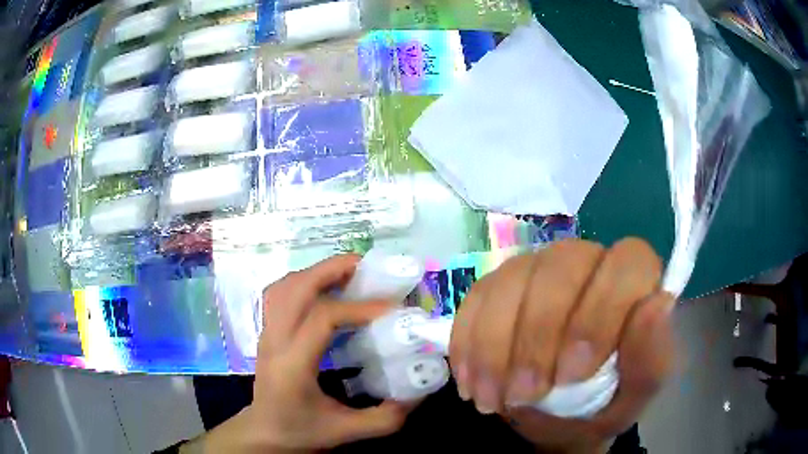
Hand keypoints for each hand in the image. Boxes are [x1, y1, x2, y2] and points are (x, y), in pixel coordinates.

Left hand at [183, 255, 409, 452]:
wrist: (266, 432)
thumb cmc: (302, 431)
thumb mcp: (347, 431)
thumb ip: (386, 417)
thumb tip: (420, 391)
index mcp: (293, 365)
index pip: (321, 318)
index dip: (358, 307)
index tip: (391, 308)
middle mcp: (275, 341)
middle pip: (295, 288)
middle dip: (331, 270)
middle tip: (366, 267)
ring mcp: (266, 333)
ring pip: (283, 286)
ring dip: (315, 272)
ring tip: (346, 273)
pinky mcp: (267, 332)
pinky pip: (279, 294)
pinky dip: (302, 281)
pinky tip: (322, 289)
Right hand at [449, 238, 674, 450]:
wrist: (560, 418)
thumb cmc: (605, 404)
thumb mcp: (634, 396)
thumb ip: (651, 357)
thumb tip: (658, 303)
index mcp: (633, 281)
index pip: (627, 263)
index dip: (600, 313)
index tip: (573, 374)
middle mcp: (587, 261)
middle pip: (561, 265)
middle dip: (538, 335)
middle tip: (526, 393)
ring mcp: (538, 268)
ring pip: (512, 280)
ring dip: (495, 347)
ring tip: (491, 399)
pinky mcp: (498, 286)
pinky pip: (476, 298)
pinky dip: (468, 344)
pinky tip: (470, 381)